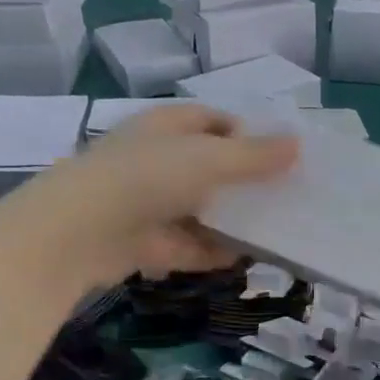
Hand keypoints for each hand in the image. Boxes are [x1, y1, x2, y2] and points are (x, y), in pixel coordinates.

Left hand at [16, 105, 297, 288]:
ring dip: (234, 221)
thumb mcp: (210, 159)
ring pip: (204, 210)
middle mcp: (158, 161)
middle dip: (245, 182)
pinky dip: (217, 252)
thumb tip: (298, 144)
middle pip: (211, 168)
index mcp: (167, 127)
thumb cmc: (148, 177)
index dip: (246, 133)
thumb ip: (255, 156)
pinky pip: (193, 245)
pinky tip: (249, 259)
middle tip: (286, 195)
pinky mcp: (149, 244)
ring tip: (278, 231)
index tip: (280, 154)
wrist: (82, 232)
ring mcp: (151, 204)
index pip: (212, 120)